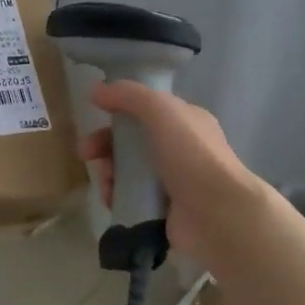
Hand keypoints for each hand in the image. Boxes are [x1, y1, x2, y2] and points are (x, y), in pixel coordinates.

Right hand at [78, 82, 261, 264]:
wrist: (218, 214)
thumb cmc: (192, 155)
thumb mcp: (161, 111)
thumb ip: (129, 95)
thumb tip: (96, 90)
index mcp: (185, 122)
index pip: (145, 110)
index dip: (118, 110)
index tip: (95, 113)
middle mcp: (180, 150)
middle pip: (131, 141)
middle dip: (104, 145)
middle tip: (86, 153)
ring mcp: (172, 182)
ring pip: (127, 171)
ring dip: (108, 173)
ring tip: (105, 182)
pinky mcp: (162, 210)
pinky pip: (130, 197)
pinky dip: (116, 196)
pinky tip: (111, 199)